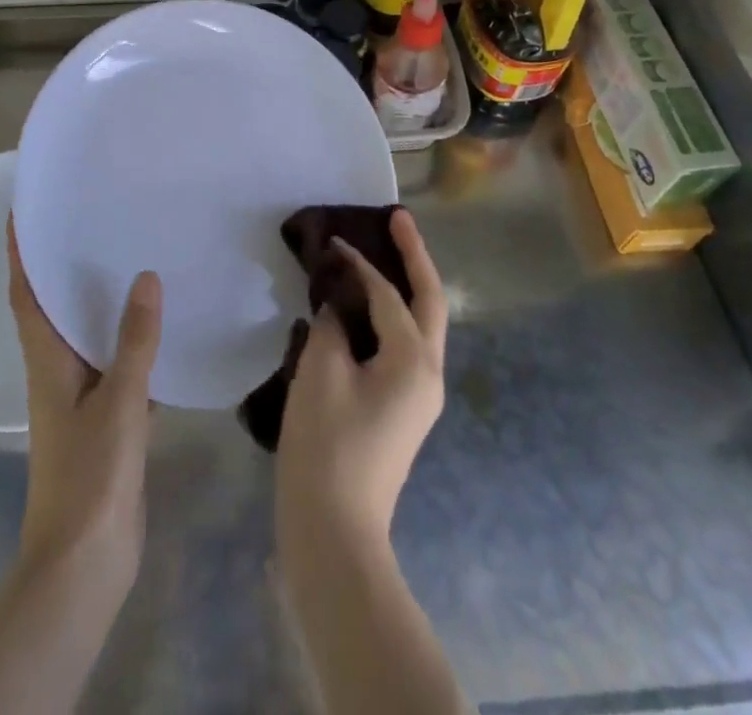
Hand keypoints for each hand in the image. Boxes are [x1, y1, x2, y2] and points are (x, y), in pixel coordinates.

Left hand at [7, 219, 160, 596]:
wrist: (84, 563)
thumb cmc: (89, 477)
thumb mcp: (118, 403)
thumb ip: (134, 341)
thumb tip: (145, 277)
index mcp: (47, 361)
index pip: (25, 294)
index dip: (19, 252)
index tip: (22, 210)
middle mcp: (57, 372)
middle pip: (52, 307)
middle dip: (60, 264)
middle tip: (87, 219)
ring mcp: (80, 398)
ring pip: (85, 334)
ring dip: (96, 300)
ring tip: (125, 258)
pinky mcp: (105, 420)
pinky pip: (116, 364)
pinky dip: (129, 341)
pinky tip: (159, 329)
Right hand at [276, 208, 447, 547]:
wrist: (333, 531)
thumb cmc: (327, 446)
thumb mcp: (322, 372)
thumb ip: (332, 324)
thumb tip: (337, 306)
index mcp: (414, 360)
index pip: (388, 295)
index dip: (359, 264)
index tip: (331, 239)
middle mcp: (429, 373)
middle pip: (429, 301)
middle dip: (415, 257)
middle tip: (398, 218)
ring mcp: (419, 395)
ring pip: (420, 324)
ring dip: (406, 286)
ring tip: (385, 254)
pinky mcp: (403, 410)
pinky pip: (402, 346)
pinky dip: (388, 317)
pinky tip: (362, 310)